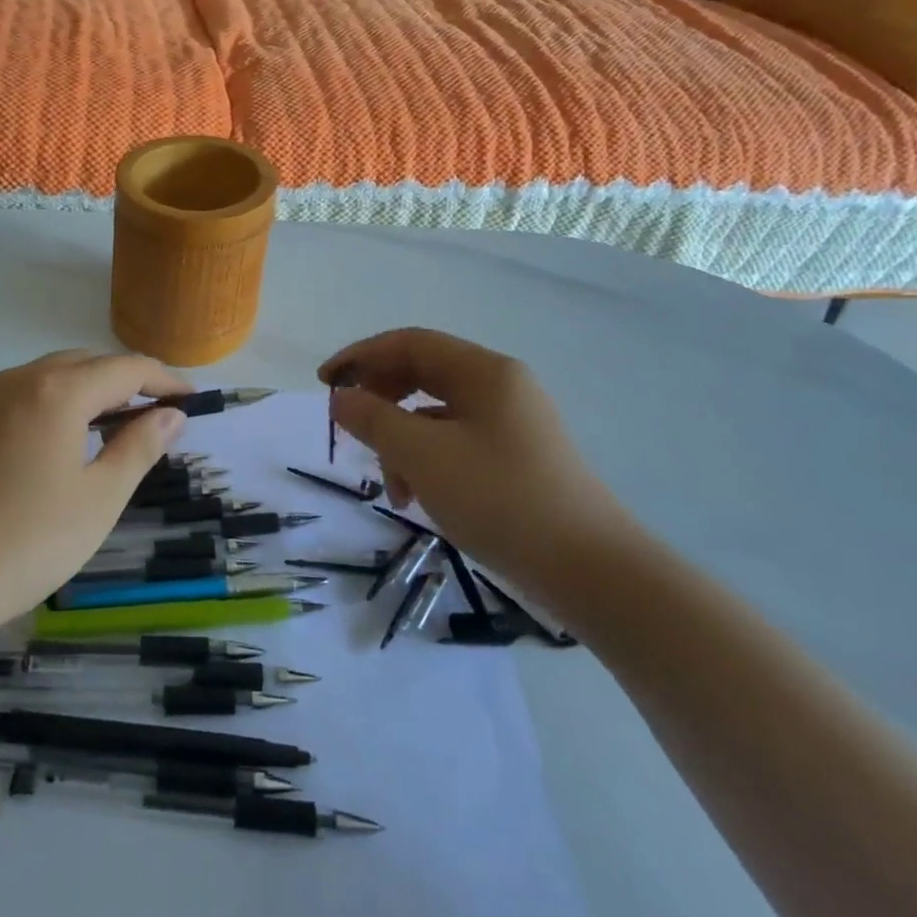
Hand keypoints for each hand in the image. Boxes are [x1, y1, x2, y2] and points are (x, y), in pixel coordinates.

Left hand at [0, 351, 191, 632]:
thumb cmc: (23, 544)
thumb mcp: (97, 501)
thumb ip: (138, 448)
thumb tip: (171, 414)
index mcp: (56, 393)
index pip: (124, 368)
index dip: (162, 378)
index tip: (187, 397)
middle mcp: (11, 382)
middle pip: (78, 364)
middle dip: (117, 381)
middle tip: (144, 413)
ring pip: (34, 380)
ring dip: (71, 394)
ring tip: (89, 432)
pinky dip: (28, 412)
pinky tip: (26, 454)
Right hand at [321, 329, 636, 597]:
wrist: (592, 572)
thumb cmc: (501, 500)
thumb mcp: (423, 456)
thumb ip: (374, 419)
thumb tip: (341, 398)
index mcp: (484, 371)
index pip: (409, 343)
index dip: (361, 356)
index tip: (324, 383)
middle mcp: (500, 387)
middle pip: (422, 375)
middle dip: (380, 401)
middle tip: (350, 430)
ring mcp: (512, 424)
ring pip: (436, 414)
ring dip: (402, 441)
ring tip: (392, 487)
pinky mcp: (517, 459)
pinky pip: (456, 443)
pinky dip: (427, 461)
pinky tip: (419, 497)